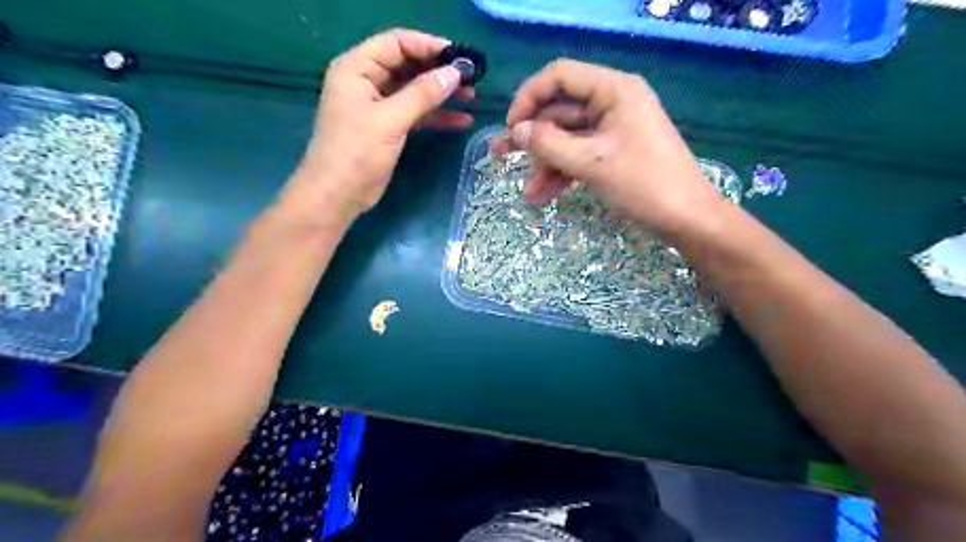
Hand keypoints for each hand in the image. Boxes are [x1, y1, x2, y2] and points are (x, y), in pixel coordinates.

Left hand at [282, 28, 474, 222]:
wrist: (339, 194)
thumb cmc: (356, 152)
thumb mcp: (390, 119)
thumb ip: (422, 94)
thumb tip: (455, 73)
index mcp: (357, 68)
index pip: (396, 43)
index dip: (429, 46)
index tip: (459, 57)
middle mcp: (366, 81)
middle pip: (407, 65)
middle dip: (438, 70)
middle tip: (470, 76)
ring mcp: (377, 105)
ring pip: (414, 91)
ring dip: (441, 94)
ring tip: (472, 96)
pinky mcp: (387, 127)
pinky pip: (415, 114)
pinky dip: (436, 116)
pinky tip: (461, 120)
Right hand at [503, 59, 719, 235]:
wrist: (687, 219)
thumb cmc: (642, 184)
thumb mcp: (590, 162)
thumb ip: (548, 144)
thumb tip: (515, 131)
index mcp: (613, 90)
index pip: (559, 76)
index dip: (529, 98)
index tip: (510, 127)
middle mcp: (612, 102)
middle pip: (560, 111)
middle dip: (533, 139)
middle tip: (501, 157)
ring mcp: (614, 129)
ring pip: (568, 139)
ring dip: (546, 164)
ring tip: (529, 193)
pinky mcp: (614, 152)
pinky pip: (581, 155)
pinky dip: (563, 173)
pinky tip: (545, 196)